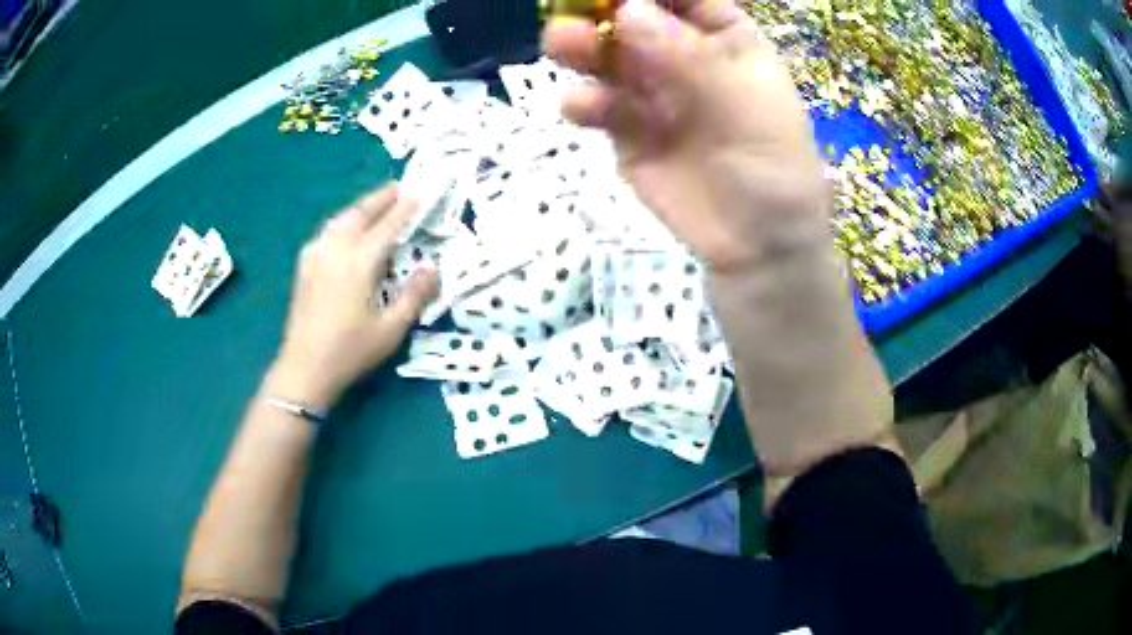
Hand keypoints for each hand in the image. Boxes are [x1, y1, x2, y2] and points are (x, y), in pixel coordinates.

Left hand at [269, 184, 437, 407]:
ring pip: (340, 220)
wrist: (305, 368)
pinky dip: (342, 222)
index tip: (420, 193)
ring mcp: (316, 256)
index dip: (405, 209)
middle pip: (360, 214)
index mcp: (359, 262)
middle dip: (380, 198)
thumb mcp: (390, 330)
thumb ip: (413, 296)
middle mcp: (336, 250)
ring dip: (360, 208)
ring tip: (375, 204)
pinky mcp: (305, 266)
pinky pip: (327, 233)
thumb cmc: (350, 351)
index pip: (387, 226)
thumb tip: (432, 268)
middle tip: (398, 188)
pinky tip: (344, 230)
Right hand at [544, 0, 828, 273]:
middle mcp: (681, 55)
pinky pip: (595, 106)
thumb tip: (627, 9)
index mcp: (724, 38)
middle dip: (602, 9)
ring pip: (605, 56)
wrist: (758, 244)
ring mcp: (650, 92)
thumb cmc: (773, 165)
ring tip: (563, 44)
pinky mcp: (625, 131)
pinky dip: (583, 102)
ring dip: (580, 46)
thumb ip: (687, 55)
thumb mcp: (745, 102)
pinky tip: (585, 108)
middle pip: (632, 17)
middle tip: (574, 10)